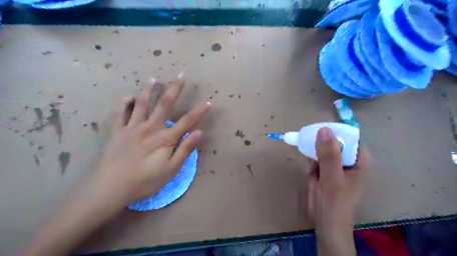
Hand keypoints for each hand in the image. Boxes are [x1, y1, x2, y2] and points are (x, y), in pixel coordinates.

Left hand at [94, 73, 211, 207]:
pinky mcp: (117, 132)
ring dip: (148, 90)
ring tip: (153, 79)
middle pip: (165, 104)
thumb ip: (185, 150)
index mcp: (165, 138)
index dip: (199, 112)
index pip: (187, 121)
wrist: (111, 188)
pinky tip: (127, 96)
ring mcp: (132, 127)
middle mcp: (150, 127)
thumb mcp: (171, 170)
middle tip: (181, 75)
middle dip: (175, 89)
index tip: (208, 102)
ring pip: (142, 104)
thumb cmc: (145, 181)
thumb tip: (199, 132)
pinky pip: (120, 113)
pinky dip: (124, 103)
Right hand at [305, 127, 368, 254]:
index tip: (319, 131)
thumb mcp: (332, 178)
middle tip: (312, 151)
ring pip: (323, 150)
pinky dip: (311, 163)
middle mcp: (348, 161)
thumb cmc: (334, 203)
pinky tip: (311, 174)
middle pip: (334, 143)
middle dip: (321, 146)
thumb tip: (324, 129)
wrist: (324, 224)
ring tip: (314, 170)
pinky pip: (316, 159)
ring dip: (314, 155)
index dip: (336, 133)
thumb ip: (329, 154)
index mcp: (359, 162)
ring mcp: (335, 166)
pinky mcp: (324, 171)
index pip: (350, 139)